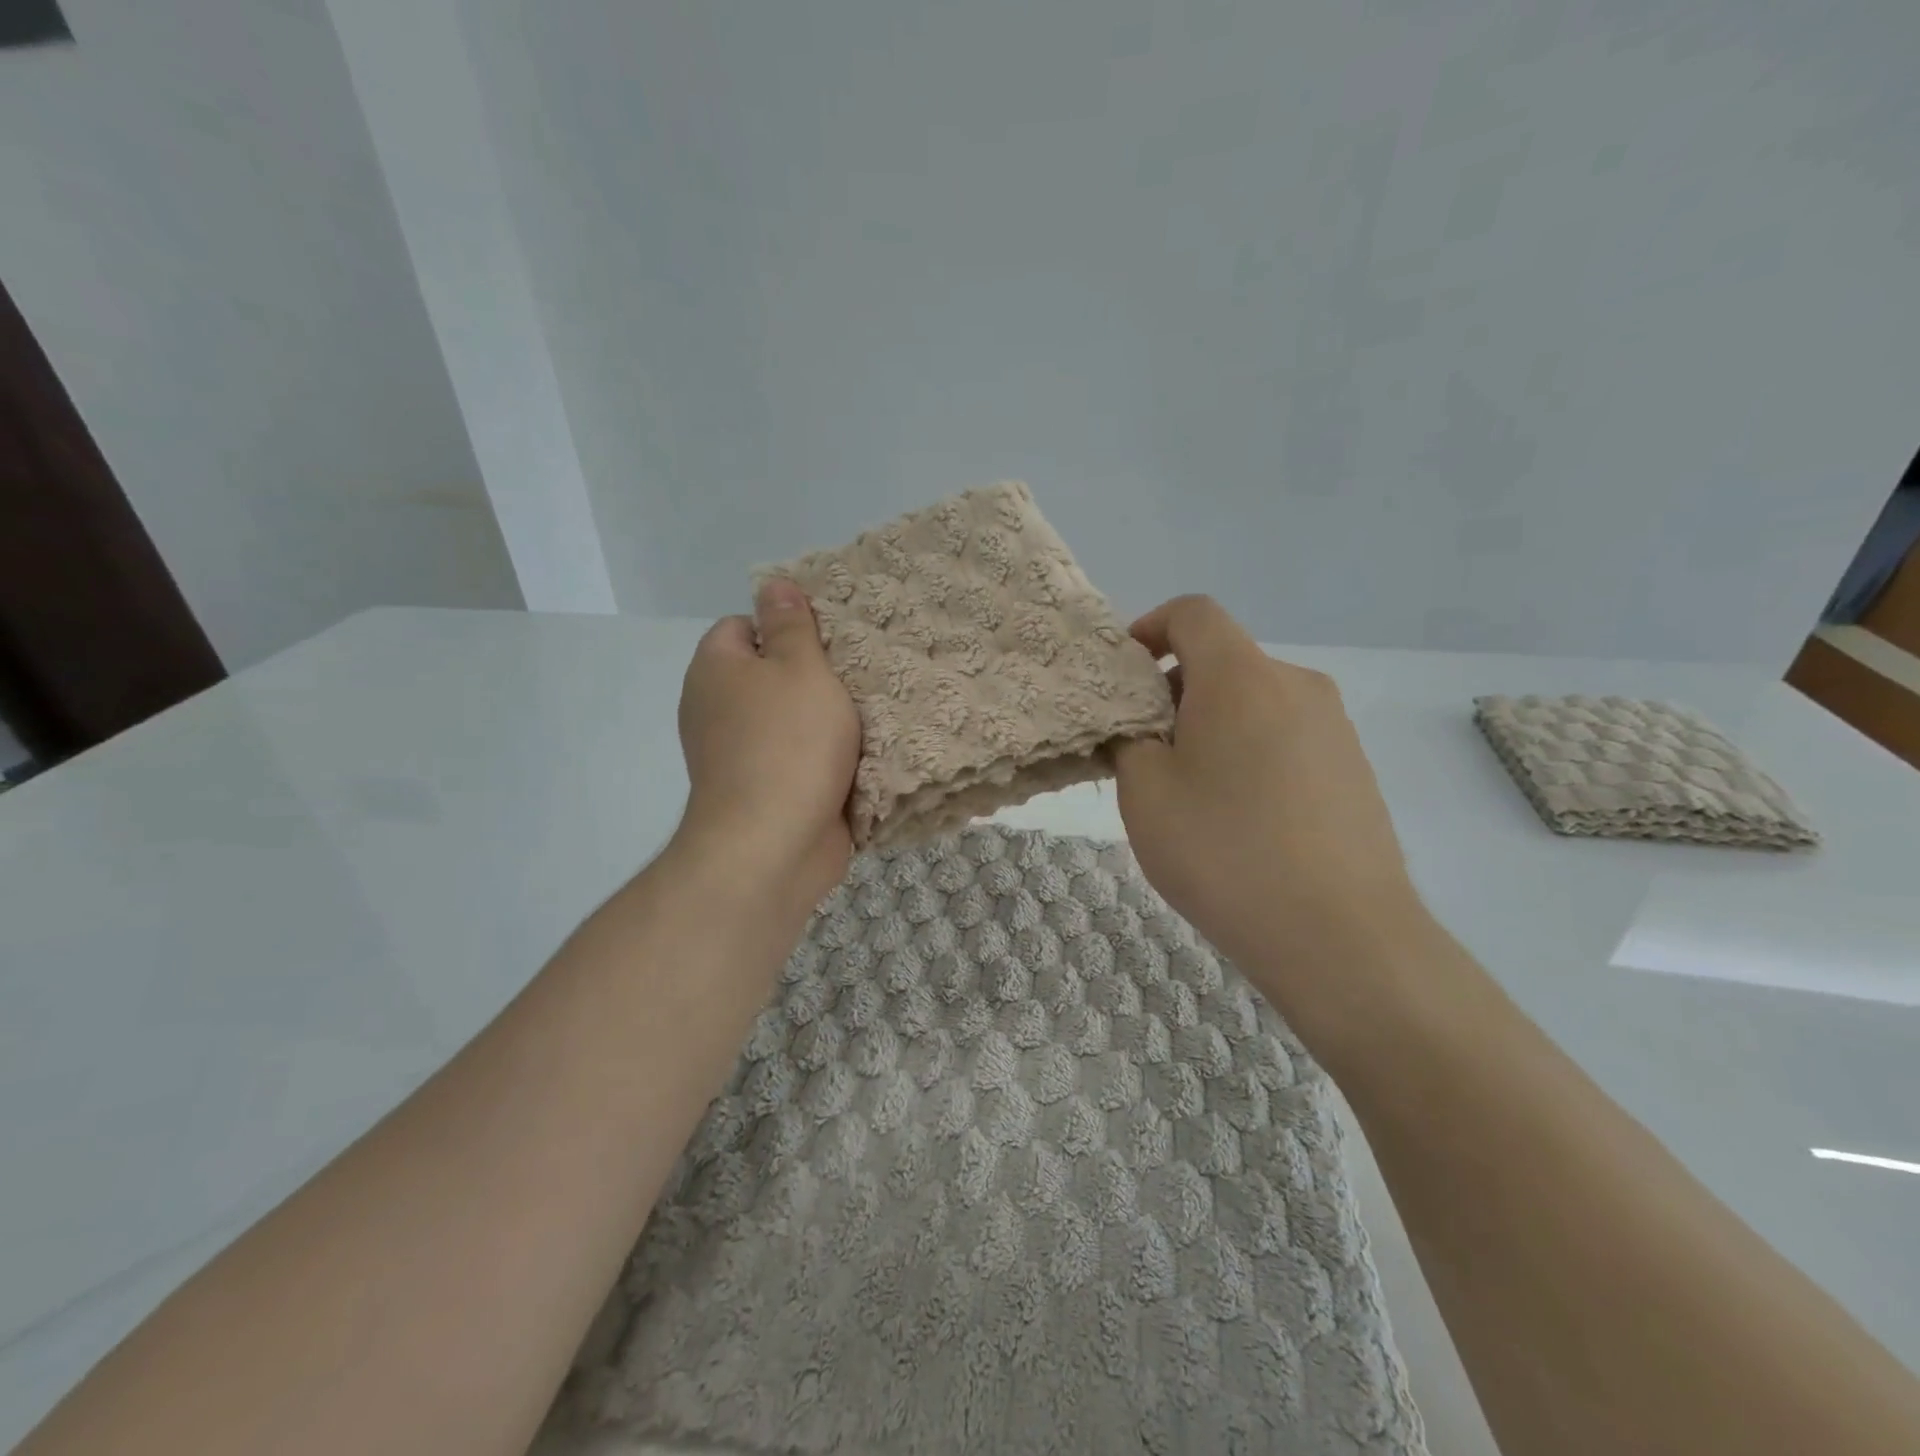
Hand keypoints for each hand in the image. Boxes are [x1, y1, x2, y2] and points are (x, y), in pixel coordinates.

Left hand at [673, 581, 860, 908]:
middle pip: (768, 675)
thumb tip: (773, 584)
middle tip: (860, 673)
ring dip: (825, 720)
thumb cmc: (790, 743)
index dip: (784, 627)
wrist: (774, 844)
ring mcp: (737, 755)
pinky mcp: (762, 791)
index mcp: (716, 670)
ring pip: (787, 720)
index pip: (743, 626)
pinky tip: (861, 754)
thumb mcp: (800, 668)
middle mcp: (716, 709)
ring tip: (871, 711)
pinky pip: (796, 759)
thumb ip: (791, 625)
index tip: (828, 640)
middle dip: (813, 675)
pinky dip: (822, 757)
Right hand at [1113, 595, 1422, 1012]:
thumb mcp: (1144, 792)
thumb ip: (1128, 739)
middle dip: (1175, 688)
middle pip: (1224, 659)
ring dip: (1213, 723)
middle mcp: (1296, 684)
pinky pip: (1286, 736)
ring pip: (1255, 700)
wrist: (1340, 936)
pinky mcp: (1354, 769)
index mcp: (1241, 676)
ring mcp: (1334, 728)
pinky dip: (1250, 751)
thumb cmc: (1224, 851)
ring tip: (1191, 790)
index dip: (1150, 628)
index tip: (1124, 675)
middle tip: (1144, 747)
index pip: (1193, 613)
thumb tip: (1135, 725)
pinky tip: (1240, 816)